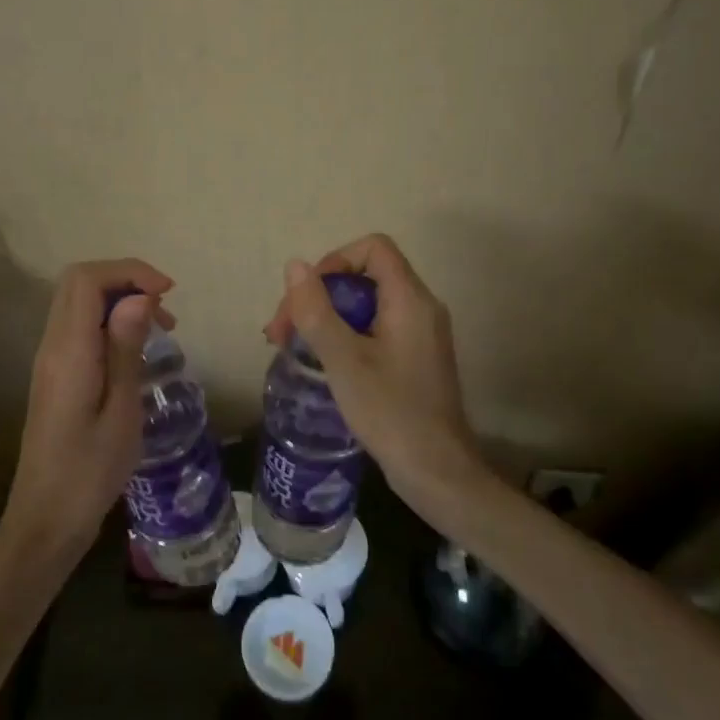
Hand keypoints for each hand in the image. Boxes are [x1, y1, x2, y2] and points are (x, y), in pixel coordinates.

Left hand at [2, 259, 173, 564]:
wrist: (46, 519)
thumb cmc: (90, 472)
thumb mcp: (121, 411)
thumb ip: (125, 349)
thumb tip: (138, 297)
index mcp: (68, 351)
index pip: (86, 279)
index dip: (128, 271)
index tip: (167, 292)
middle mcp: (52, 346)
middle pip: (79, 283)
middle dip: (126, 281)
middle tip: (166, 309)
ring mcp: (49, 360)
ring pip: (78, 304)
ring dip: (119, 301)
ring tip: (161, 328)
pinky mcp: (55, 375)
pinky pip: (79, 328)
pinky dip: (109, 322)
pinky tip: (136, 350)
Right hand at [263, 234, 492, 521]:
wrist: (436, 472)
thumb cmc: (390, 412)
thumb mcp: (343, 359)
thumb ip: (316, 310)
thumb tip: (295, 265)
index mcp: (410, 299)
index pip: (373, 248)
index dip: (334, 262)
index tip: (307, 298)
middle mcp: (421, 308)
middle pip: (365, 276)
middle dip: (320, 295)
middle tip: (283, 332)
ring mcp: (421, 334)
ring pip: (368, 305)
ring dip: (328, 318)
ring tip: (292, 348)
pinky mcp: (415, 358)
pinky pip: (376, 329)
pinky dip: (346, 336)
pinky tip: (322, 363)